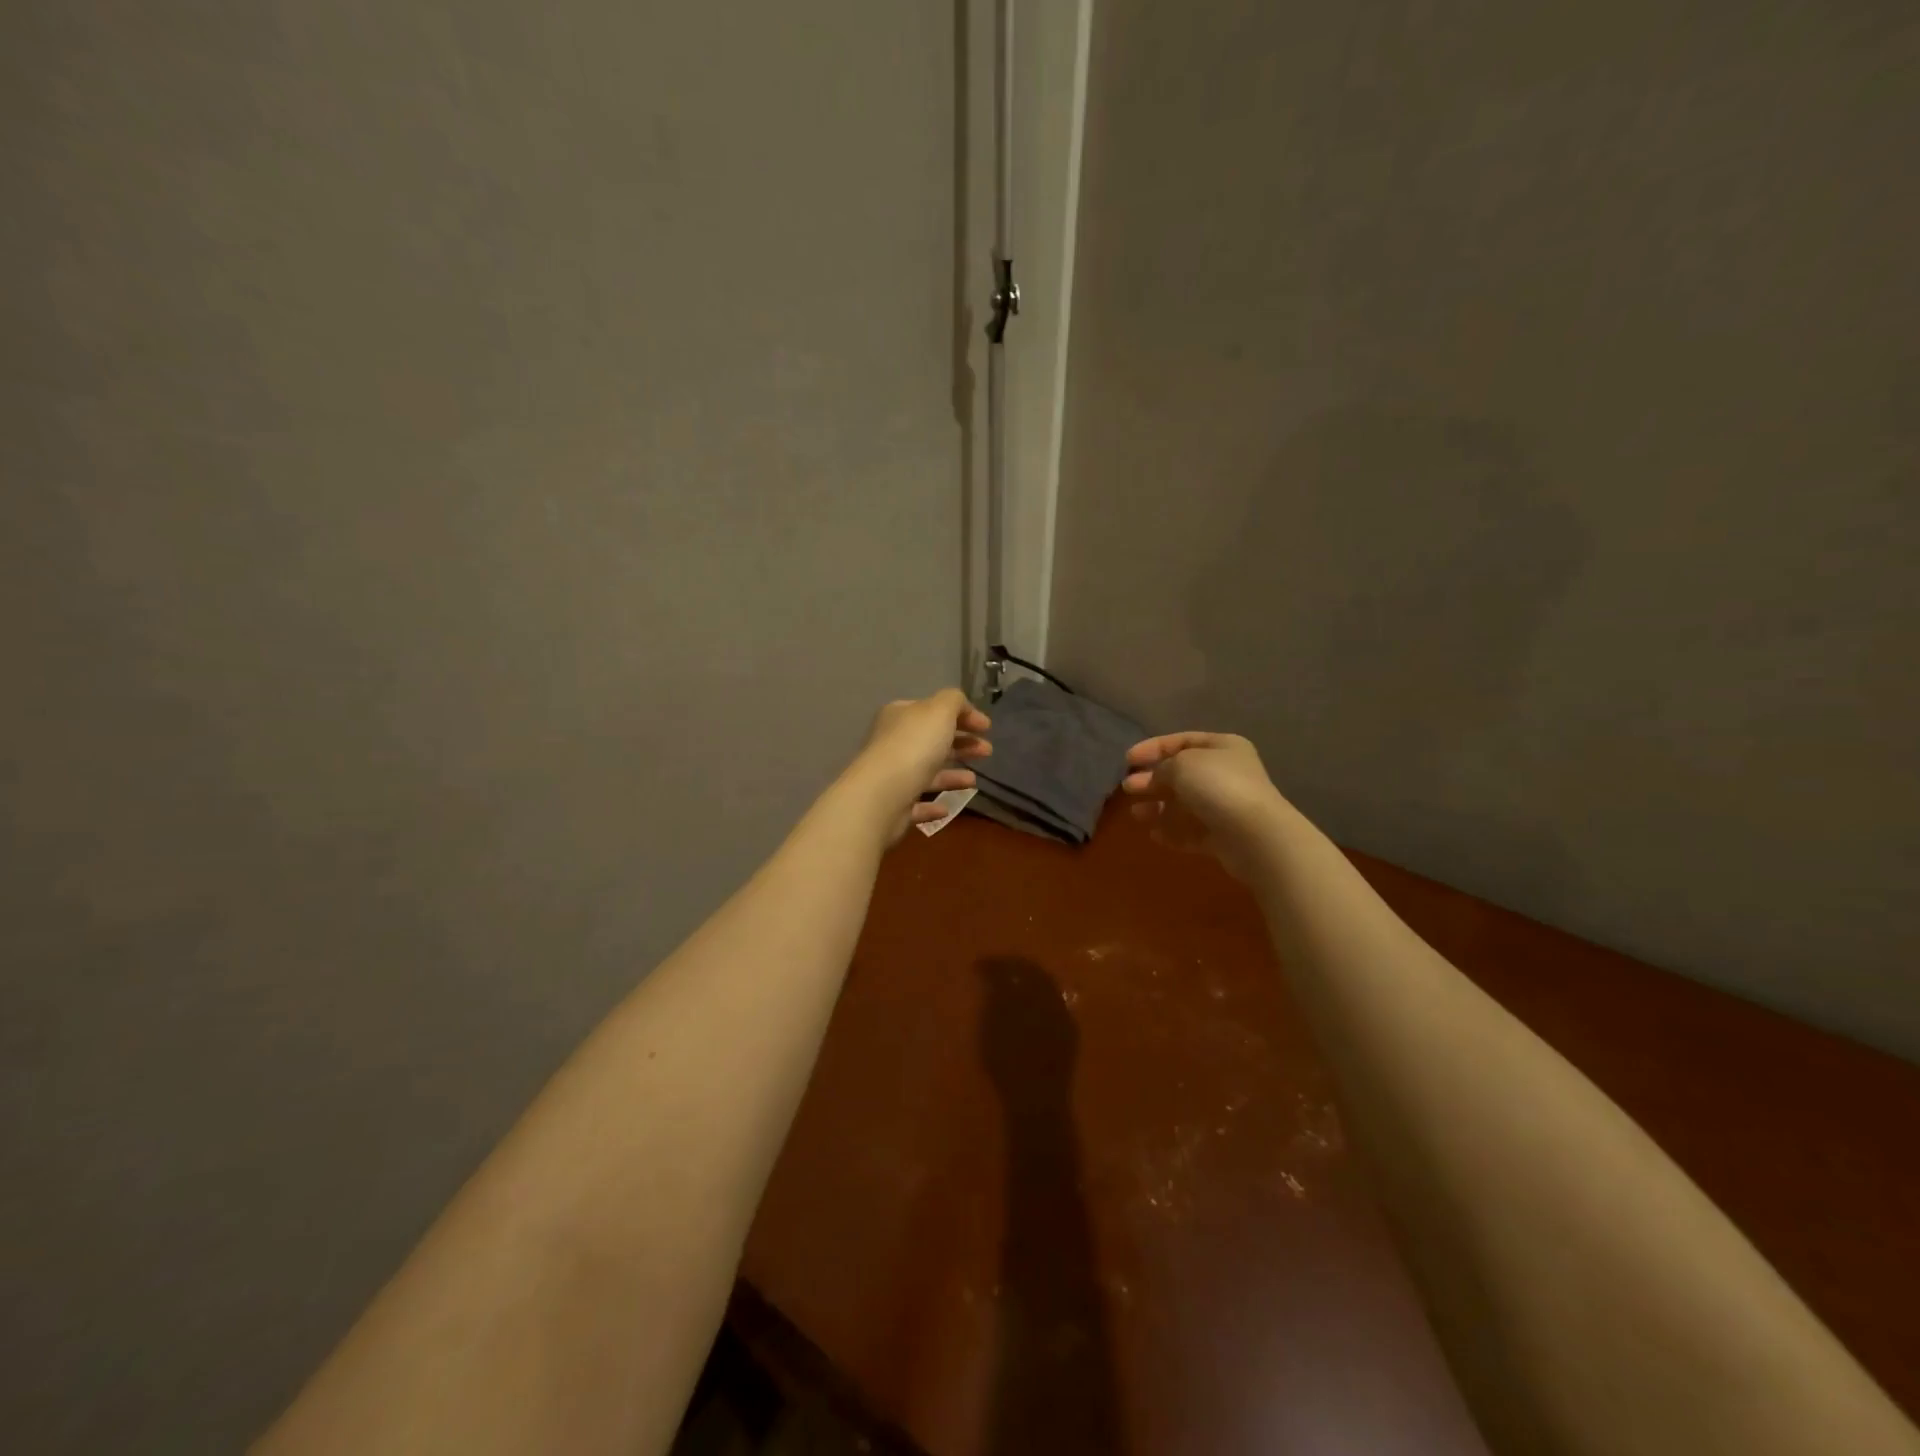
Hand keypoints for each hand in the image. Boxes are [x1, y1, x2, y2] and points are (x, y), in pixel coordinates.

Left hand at [844, 689, 991, 841]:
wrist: (883, 794)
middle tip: (987, 751)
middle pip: (932, 741)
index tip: (987, 728)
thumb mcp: (939, 710)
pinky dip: (933, 803)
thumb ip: (954, 701)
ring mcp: (892, 775)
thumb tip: (962, 708)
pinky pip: (917, 803)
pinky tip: (948, 807)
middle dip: (962, 744)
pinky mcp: (893, 806)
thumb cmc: (914, 746)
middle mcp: (893, 743)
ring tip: (974, 780)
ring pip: (927, 772)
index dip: (963, 715)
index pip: (934, 710)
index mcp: (901, 716)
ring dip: (952, 775)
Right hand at [1121, 732, 1289, 879]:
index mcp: (1222, 747)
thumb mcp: (1181, 764)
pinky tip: (1154, 835)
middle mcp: (1226, 773)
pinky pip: (1191, 831)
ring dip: (1159, 808)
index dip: (1152, 748)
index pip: (1181, 741)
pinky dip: (1172, 831)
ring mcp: (1225, 806)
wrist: (1254, 835)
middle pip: (1181, 774)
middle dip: (1153, 780)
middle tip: (1128, 788)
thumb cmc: (1217, 787)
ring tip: (1136, 814)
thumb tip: (1155, 777)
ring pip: (1184, 804)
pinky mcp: (1223, 836)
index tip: (1127, 760)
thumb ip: (1162, 767)